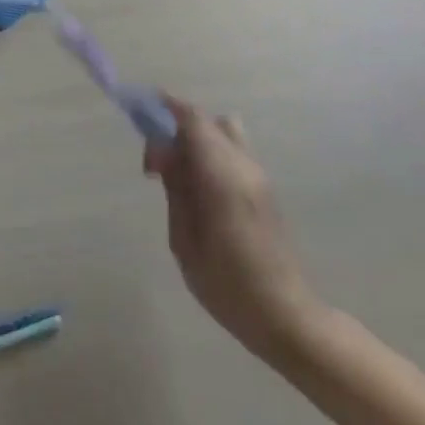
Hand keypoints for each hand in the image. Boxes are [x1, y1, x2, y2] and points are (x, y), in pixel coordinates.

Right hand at [147, 97, 327, 362]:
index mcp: (223, 177)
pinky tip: (196, 188)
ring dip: (196, 140)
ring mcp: (259, 177)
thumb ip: (176, 190)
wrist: (286, 316)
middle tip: (155, 164)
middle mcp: (244, 167)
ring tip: (176, 176)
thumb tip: (164, 153)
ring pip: (224, 133)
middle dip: (176, 127)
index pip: (193, 120)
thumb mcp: (185, 240)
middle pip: (208, 121)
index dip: (164, 108)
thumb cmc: (227, 285)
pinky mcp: (264, 189)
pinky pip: (233, 152)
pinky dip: (210, 153)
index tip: (138, 113)